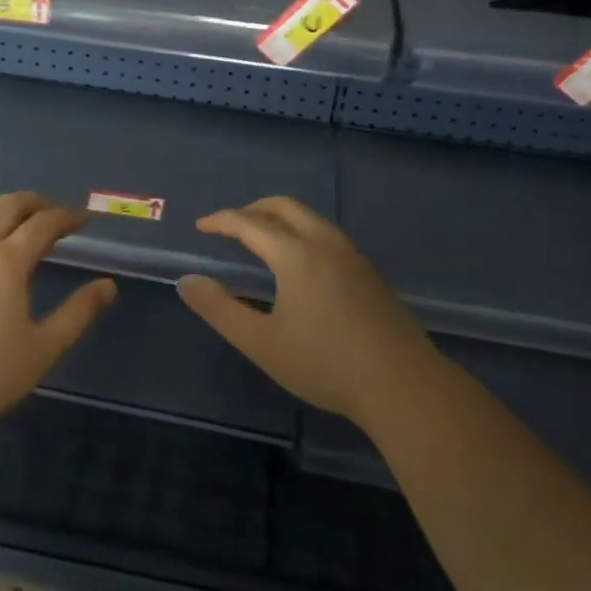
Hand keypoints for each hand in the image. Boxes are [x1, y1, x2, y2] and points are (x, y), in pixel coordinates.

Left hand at [0, 192, 115, 445]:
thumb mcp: (42, 350)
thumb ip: (77, 314)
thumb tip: (108, 285)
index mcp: (7, 262)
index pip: (43, 225)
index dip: (66, 217)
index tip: (83, 219)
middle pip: (5, 207)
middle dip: (32, 202)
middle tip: (51, 210)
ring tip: (9, 216)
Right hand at [177, 196, 427, 423]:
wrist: (403, 384)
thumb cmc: (325, 364)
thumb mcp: (261, 343)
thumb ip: (219, 310)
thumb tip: (186, 281)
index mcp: (296, 254)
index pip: (250, 223)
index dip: (221, 221)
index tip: (201, 226)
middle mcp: (325, 243)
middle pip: (284, 207)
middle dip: (252, 209)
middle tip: (229, 226)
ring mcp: (352, 255)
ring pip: (309, 218)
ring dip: (279, 219)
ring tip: (259, 240)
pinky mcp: (368, 272)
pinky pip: (325, 234)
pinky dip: (299, 232)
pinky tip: (298, 264)